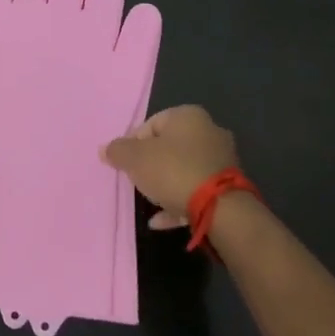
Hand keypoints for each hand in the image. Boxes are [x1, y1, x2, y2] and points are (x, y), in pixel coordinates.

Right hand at [101, 105, 238, 230]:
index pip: (151, 124)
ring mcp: (222, 159)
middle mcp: (209, 130)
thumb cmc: (173, 171)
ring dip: (165, 184)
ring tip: (150, 200)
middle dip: (151, 164)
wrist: (220, 208)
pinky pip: (196, 189)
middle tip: (137, 180)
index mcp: (188, 115)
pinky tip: (161, 219)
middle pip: (169, 146)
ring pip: (183, 169)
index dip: (133, 144)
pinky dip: (179, 200)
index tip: (125, 164)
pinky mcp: (229, 185)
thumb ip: (117, 151)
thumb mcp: (135, 159)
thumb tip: (105, 149)